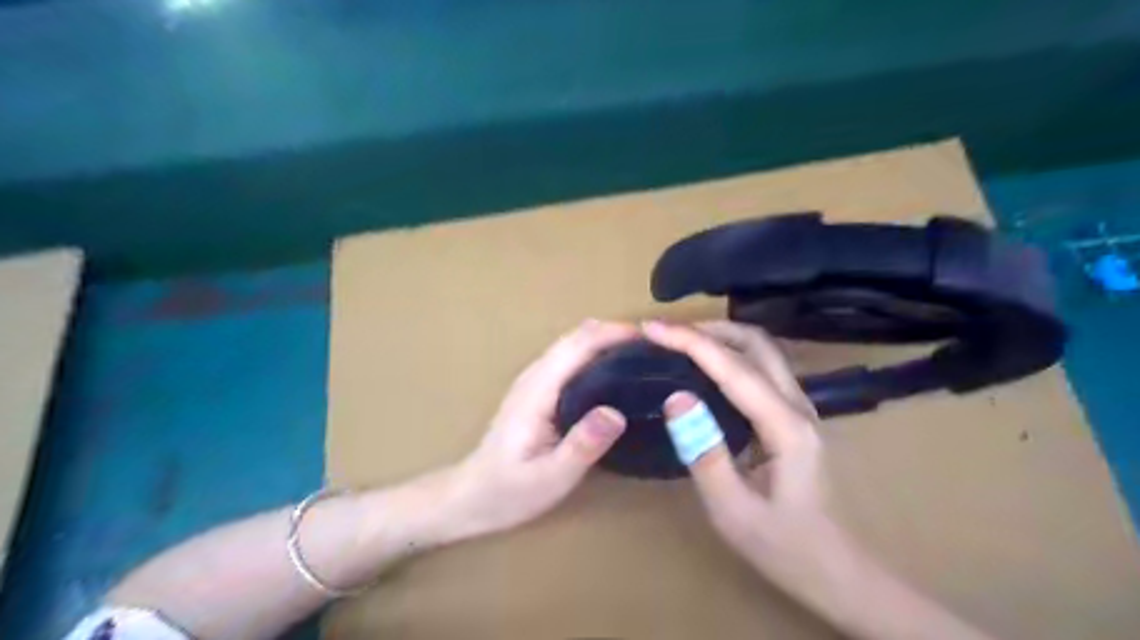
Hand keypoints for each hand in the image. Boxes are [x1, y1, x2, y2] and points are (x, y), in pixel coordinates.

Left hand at [448, 319, 638, 538]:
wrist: (471, 496)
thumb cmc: (509, 491)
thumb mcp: (550, 478)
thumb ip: (582, 446)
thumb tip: (617, 413)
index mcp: (538, 390)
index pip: (578, 345)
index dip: (614, 334)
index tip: (651, 339)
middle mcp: (535, 376)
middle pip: (577, 337)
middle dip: (615, 332)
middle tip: (655, 349)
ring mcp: (534, 381)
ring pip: (573, 345)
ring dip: (606, 341)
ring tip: (643, 357)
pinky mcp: (538, 391)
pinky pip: (570, 359)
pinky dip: (595, 354)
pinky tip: (615, 373)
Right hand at [640, 320, 844, 573]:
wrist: (839, 573)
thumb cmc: (784, 547)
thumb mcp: (733, 510)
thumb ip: (704, 452)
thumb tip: (676, 397)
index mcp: (784, 425)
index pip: (732, 366)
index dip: (689, 340)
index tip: (652, 328)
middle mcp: (798, 405)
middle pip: (756, 342)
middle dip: (708, 328)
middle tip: (665, 332)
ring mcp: (801, 409)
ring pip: (763, 351)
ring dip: (721, 337)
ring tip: (680, 342)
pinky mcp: (795, 417)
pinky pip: (763, 369)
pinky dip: (731, 355)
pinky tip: (707, 368)